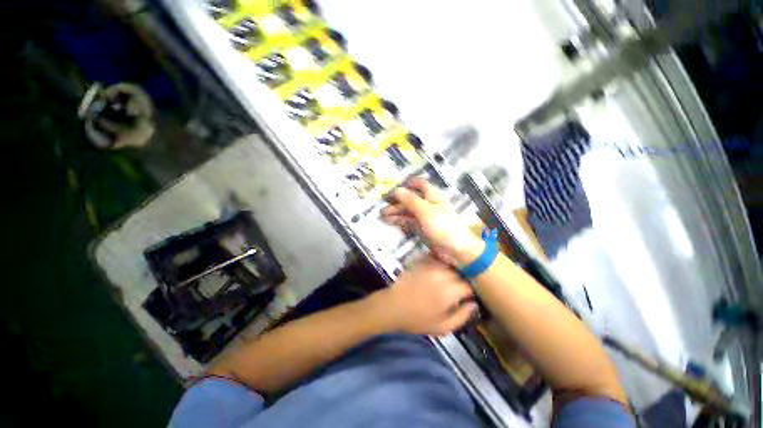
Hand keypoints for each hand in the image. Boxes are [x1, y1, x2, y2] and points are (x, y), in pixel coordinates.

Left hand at [372, 257, 477, 335]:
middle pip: (460, 273)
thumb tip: (473, 304)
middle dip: (462, 281)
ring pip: (449, 264)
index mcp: (449, 291)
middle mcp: (442, 275)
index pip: (468, 286)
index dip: (470, 292)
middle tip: (459, 290)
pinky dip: (441, 264)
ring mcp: (430, 266)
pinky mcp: (422, 263)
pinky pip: (437, 259)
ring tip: (450, 280)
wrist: (393, 306)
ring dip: (453, 271)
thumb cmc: (417, 319)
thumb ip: (462, 316)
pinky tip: (439, 271)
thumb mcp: (442, 327)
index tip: (468, 297)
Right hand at [381, 178, 483, 265]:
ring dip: (395, 212)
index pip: (418, 183)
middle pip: (410, 198)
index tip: (392, 187)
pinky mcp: (422, 228)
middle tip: (382, 204)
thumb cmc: (442, 226)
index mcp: (432, 195)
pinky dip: (399, 221)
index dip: (406, 183)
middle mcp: (428, 203)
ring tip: (381, 215)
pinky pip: (408, 221)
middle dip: (396, 201)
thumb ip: (410, 200)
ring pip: (407, 211)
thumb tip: (396, 189)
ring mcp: (424, 216)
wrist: (455, 250)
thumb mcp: (425, 211)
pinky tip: (388, 222)